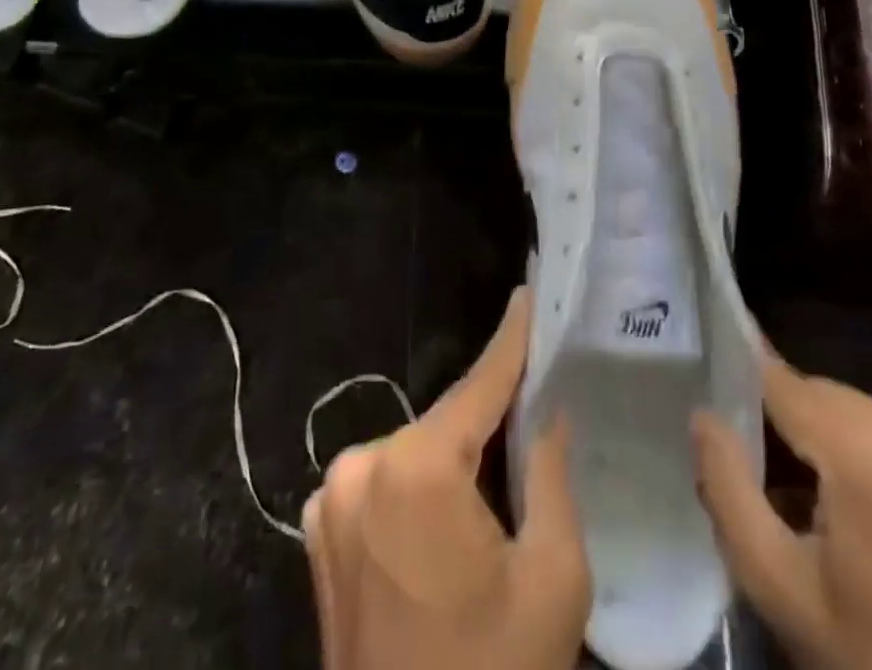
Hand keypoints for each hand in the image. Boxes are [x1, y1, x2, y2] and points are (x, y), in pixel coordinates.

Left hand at [302, 286, 590, 669]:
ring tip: (501, 468)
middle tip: (536, 400)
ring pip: (416, 449)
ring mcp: (332, 499)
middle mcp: (363, 465)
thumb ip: (549, 473)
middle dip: (491, 414)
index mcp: (417, 469)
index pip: (480, 383)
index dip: (512, 339)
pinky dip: (422, 481)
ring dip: (456, 452)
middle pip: (447, 421)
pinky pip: (386, 480)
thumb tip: (546, 412)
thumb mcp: (552, 576)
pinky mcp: (320, 533)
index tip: (530, 295)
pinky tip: (452, 511)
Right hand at [690, 343, 871, 669]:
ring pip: (844, 410)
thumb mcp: (781, 589)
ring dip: (808, 437)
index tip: (697, 373)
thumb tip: (702, 416)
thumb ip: (728, 490)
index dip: (735, 374)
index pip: (780, 379)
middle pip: (813, 393)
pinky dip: (845, 451)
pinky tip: (829, 506)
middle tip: (734, 461)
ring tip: (778, 491)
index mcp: (868, 450)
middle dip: (772, 419)